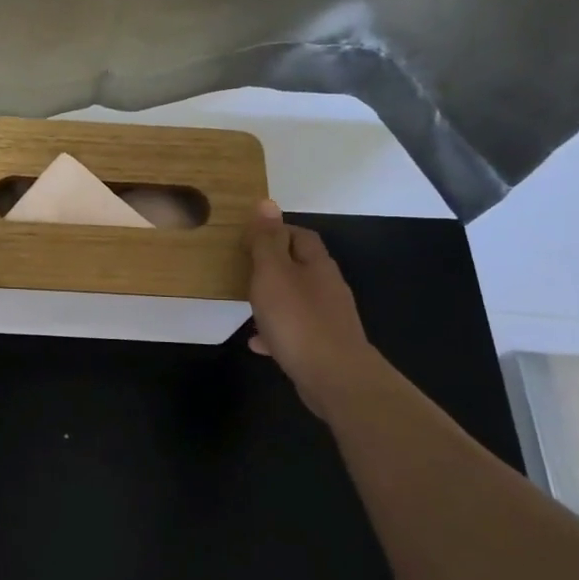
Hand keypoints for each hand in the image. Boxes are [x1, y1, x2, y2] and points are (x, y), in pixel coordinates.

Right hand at [247, 200, 380, 417]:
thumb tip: (266, 202)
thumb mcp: (273, 273)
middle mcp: (328, 287)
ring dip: (274, 300)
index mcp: (317, 265)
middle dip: (273, 266)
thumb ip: (266, 240)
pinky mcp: (324, 345)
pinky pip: (295, 331)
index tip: (249, 238)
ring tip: (247, 306)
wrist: (334, 377)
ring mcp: (328, 318)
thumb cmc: (298, 319)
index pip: (300, 235)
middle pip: (300, 267)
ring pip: (297, 300)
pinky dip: (276, 331)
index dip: (276, 232)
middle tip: (243, 271)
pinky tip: (258, 342)